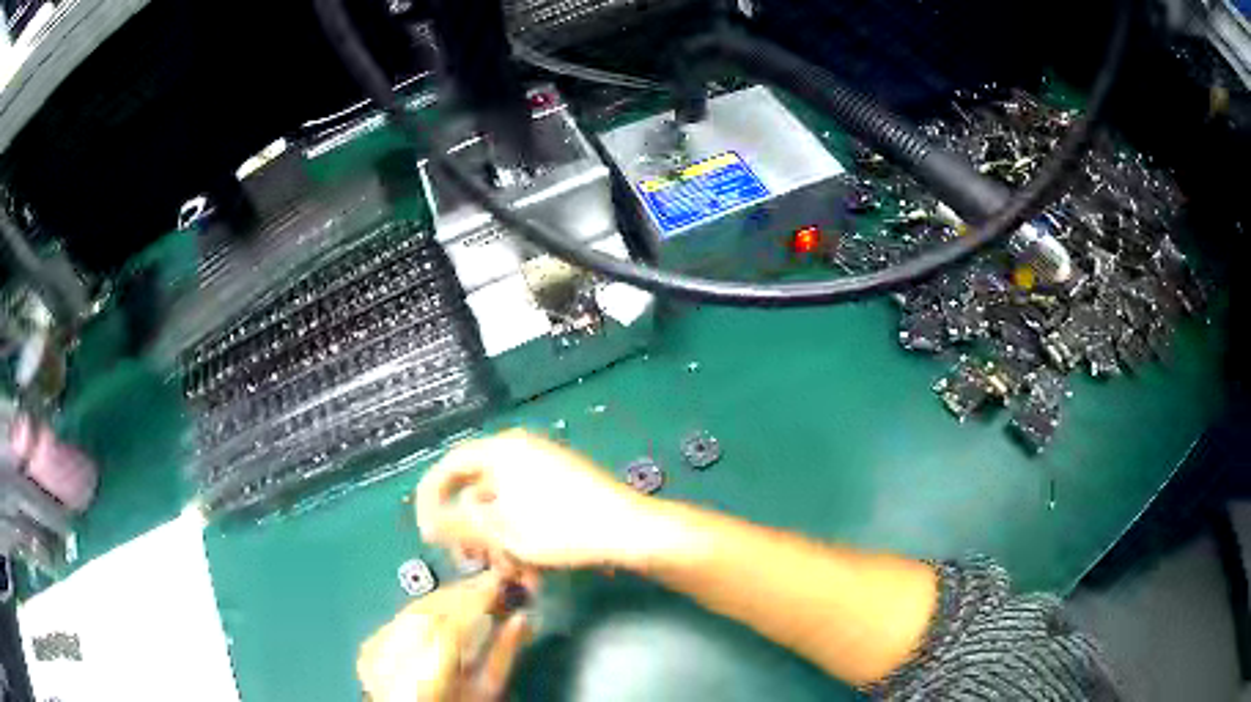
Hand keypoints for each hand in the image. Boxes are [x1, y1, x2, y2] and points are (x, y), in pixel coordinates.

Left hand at [357, 571, 530, 701]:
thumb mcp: (485, 691)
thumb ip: (501, 655)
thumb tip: (520, 618)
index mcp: (425, 679)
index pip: (451, 626)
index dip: (476, 599)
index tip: (500, 581)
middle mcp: (392, 661)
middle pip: (428, 611)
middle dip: (461, 593)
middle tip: (490, 583)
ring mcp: (375, 651)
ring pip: (412, 610)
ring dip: (444, 597)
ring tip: (471, 593)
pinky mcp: (368, 646)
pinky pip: (400, 617)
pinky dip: (424, 609)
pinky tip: (442, 609)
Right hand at [416, 429, 652, 570]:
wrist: (631, 531)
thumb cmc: (562, 528)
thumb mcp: (503, 531)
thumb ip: (458, 524)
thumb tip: (428, 522)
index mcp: (501, 451)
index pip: (449, 467)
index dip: (431, 499)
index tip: (429, 533)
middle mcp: (519, 453)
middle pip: (477, 491)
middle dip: (475, 532)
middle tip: (476, 562)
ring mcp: (543, 470)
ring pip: (503, 509)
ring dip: (500, 543)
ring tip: (513, 574)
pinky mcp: (561, 488)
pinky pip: (526, 511)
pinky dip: (521, 538)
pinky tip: (531, 569)